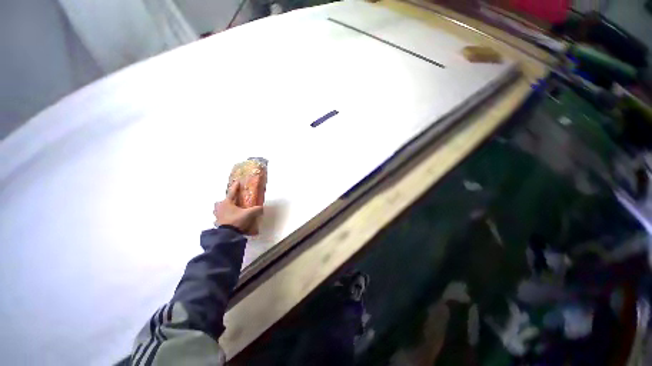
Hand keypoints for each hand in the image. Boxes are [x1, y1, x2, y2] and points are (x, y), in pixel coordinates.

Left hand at [214, 181, 263, 234]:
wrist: (227, 235)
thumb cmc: (236, 220)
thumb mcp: (249, 214)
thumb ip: (256, 209)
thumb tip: (261, 208)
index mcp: (227, 202)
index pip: (232, 192)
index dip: (236, 187)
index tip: (237, 181)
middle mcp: (220, 207)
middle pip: (224, 201)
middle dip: (228, 200)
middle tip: (235, 201)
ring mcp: (218, 215)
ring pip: (221, 209)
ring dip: (225, 209)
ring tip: (232, 211)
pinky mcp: (218, 223)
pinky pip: (222, 217)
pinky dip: (226, 217)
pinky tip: (231, 219)